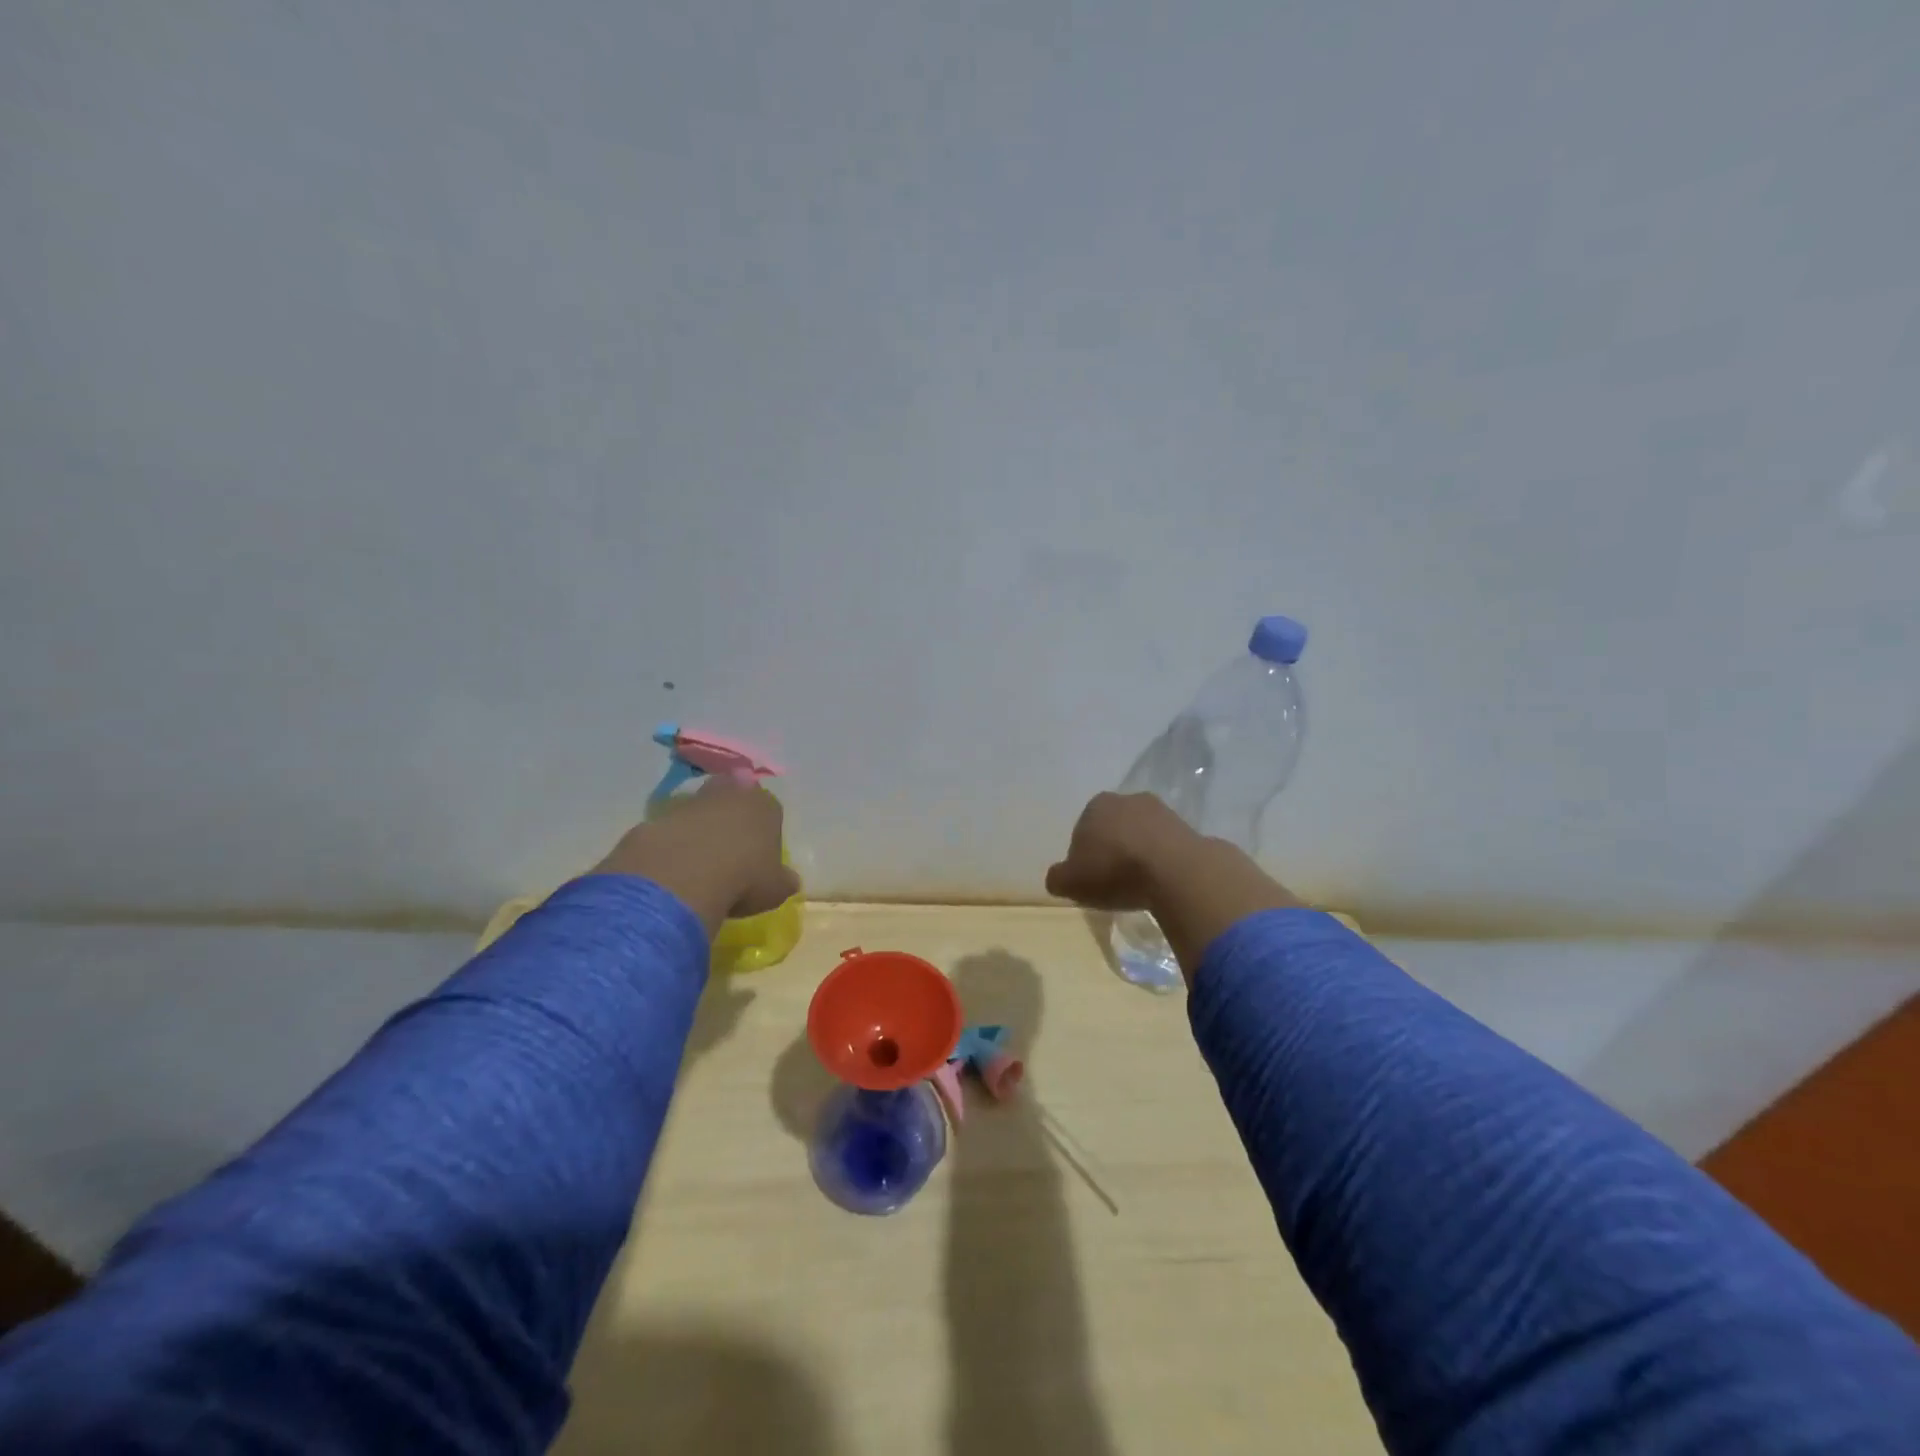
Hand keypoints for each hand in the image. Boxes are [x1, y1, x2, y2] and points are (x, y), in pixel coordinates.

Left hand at [593, 778, 799, 933]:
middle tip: (728, 846)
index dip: (765, 830)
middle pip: (731, 796)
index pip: (770, 809)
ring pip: (698, 809)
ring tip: (698, 863)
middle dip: (730, 814)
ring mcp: (689, 803)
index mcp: (764, 805)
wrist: (683, 877)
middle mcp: (728, 793)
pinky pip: (668, 829)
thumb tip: (788, 880)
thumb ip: (782, 880)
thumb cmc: (745, 878)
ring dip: (698, 828)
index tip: (760, 855)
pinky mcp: (655, 819)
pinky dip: (670, 844)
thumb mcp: (775, 888)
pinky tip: (672, 870)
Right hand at [1044, 792, 1197, 910]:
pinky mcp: (1189, 828)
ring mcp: (1162, 811)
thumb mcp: (1071, 882)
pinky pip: (1168, 847)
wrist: (1175, 872)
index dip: (1084, 856)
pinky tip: (1163, 882)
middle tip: (1114, 882)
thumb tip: (1058, 877)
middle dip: (1113, 850)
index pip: (1082, 830)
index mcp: (1096, 805)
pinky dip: (1163, 861)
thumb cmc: (1114, 871)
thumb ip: (1058, 878)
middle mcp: (1128, 799)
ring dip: (1140, 854)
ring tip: (1141, 886)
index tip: (1090, 879)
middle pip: (1114, 828)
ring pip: (1142, 835)